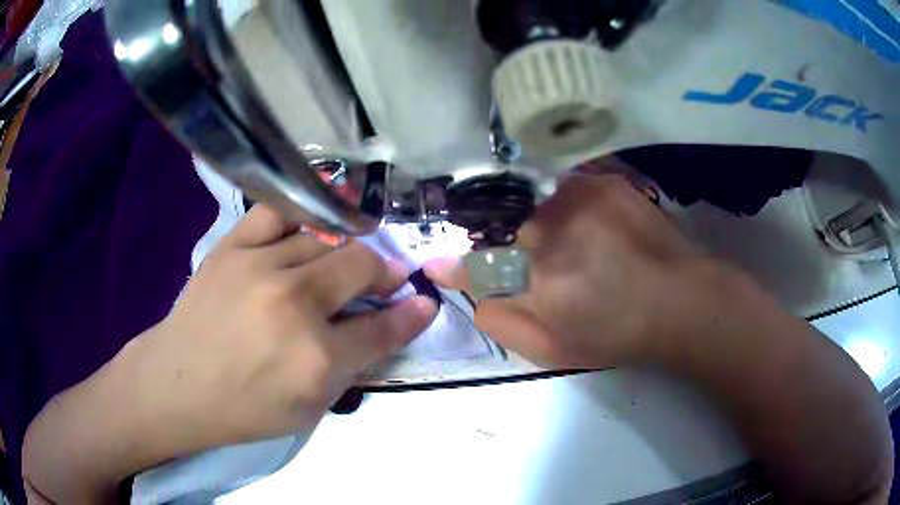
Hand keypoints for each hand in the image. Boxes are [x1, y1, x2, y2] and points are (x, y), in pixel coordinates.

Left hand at [118, 205, 436, 451]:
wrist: (179, 383)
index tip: (425, 300)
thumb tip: (399, 320)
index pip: (382, 327)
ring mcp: (260, 267)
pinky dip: (307, 204)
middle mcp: (294, 304)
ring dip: (349, 247)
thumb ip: (357, 363)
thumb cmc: (246, 407)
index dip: (412, 313)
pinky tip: (324, 201)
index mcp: (316, 358)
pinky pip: (279, 210)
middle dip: (384, 270)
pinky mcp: (233, 246)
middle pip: (360, 266)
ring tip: (351, 253)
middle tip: (386, 275)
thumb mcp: (311, 407)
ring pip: (326, 238)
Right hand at [427, 174, 728, 368]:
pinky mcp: (603, 181)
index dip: (454, 266)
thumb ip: (505, 323)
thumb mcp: (555, 351)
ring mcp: (579, 197)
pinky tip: (593, 228)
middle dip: (515, 251)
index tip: (436, 264)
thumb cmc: (618, 334)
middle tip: (551, 269)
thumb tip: (476, 296)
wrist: (681, 299)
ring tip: (580, 249)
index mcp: (539, 279)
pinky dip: (569, 208)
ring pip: (536, 208)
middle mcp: (553, 229)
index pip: (477, 265)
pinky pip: (565, 189)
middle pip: (508, 232)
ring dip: (545, 228)